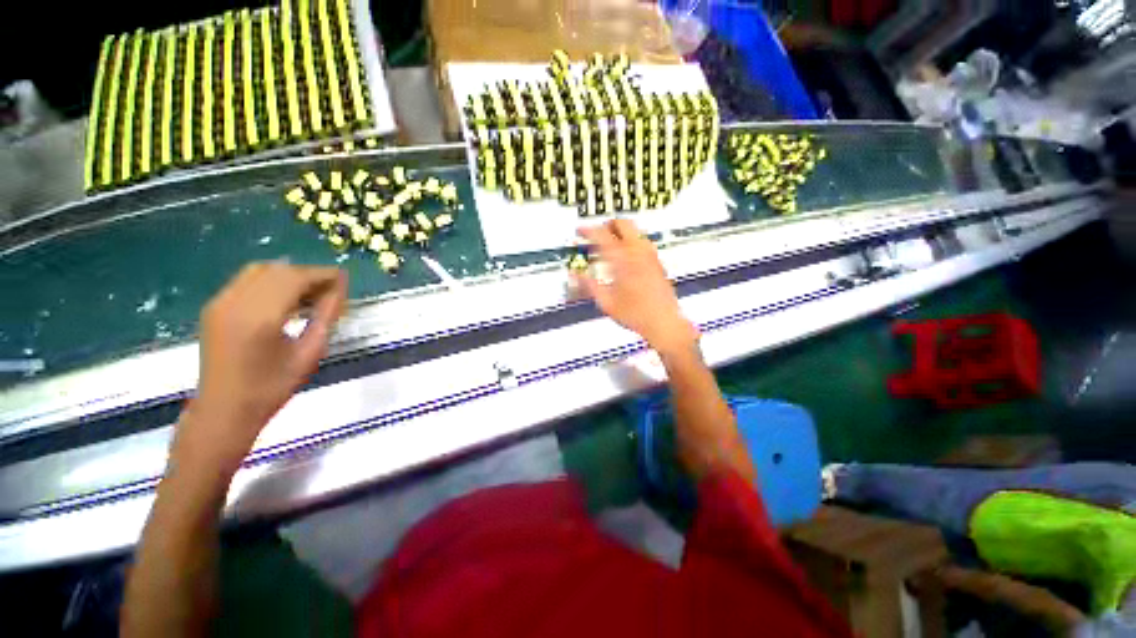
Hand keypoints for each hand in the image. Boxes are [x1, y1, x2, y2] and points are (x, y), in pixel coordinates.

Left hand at [175, 263, 346, 474]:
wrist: (223, 410)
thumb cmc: (272, 388)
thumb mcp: (310, 353)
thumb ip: (326, 317)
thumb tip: (340, 290)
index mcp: (260, 317)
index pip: (295, 278)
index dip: (322, 274)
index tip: (344, 278)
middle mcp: (235, 302)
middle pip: (278, 270)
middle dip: (308, 274)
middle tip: (332, 288)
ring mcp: (220, 303)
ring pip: (261, 271)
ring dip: (290, 275)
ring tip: (312, 292)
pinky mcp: (214, 307)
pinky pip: (247, 281)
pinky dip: (272, 282)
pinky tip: (287, 298)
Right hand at [576, 220, 697, 355]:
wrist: (664, 322)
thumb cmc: (635, 314)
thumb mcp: (605, 302)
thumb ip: (588, 285)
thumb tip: (575, 274)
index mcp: (622, 259)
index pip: (602, 234)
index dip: (588, 230)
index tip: (580, 231)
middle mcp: (638, 252)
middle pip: (623, 223)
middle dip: (607, 225)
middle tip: (596, 234)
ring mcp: (650, 255)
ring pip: (635, 230)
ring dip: (620, 232)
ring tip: (609, 246)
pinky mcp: (657, 262)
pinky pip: (642, 242)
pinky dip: (630, 242)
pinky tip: (624, 258)